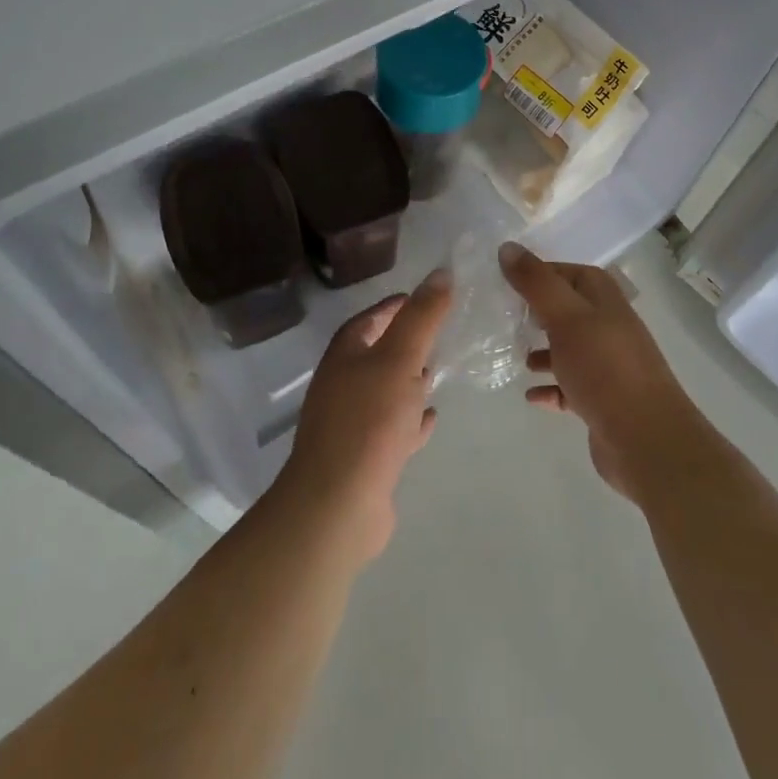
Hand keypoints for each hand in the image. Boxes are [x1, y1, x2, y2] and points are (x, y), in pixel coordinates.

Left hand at [275, 269, 452, 565]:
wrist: (337, 506)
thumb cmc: (368, 421)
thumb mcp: (400, 359)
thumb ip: (421, 317)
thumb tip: (440, 272)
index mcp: (344, 356)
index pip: (369, 318)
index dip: (394, 305)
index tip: (425, 297)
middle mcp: (342, 385)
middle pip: (375, 354)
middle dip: (404, 342)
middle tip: (439, 333)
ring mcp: (350, 424)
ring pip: (384, 392)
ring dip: (408, 381)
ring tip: (438, 372)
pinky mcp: (363, 459)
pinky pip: (391, 429)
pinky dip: (410, 420)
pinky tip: (431, 419)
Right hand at [500, 242, 702, 501]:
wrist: (646, 439)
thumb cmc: (604, 368)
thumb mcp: (566, 317)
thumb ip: (536, 283)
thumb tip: (507, 248)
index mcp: (604, 299)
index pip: (569, 272)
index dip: (540, 273)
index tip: (507, 281)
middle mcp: (609, 326)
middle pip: (569, 309)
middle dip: (538, 312)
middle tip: (506, 317)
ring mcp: (608, 364)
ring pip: (569, 348)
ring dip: (544, 350)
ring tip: (516, 356)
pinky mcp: (603, 400)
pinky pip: (570, 386)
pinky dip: (551, 387)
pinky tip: (531, 395)